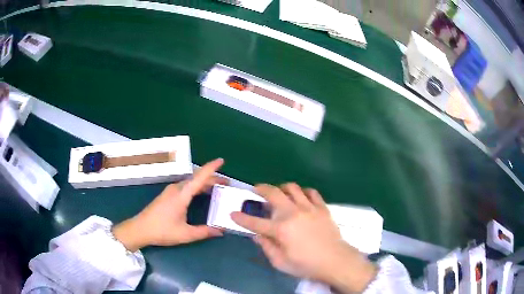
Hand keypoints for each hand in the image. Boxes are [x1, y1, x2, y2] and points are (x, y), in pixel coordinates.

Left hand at [112, 158, 227, 251]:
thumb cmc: (162, 231)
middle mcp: (176, 189)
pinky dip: (196, 187)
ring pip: (191, 182)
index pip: (199, 178)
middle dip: (212, 179)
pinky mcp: (167, 195)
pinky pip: (185, 186)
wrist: (140, 229)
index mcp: (181, 195)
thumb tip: (220, 230)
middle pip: (196, 179)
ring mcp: (170, 191)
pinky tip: (201, 194)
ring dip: (204, 183)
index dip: (211, 168)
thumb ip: (204, 231)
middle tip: (226, 184)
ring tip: (217, 189)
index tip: (221, 160)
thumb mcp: (185, 234)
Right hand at [231, 183, 376, 292]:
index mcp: (280, 229)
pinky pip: (311, 192)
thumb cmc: (306, 265)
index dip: (241, 218)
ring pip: (292, 188)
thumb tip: (257, 235)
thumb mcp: (281, 263)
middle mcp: (293, 214)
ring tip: (279, 193)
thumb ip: (267, 247)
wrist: (335, 260)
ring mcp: (309, 208)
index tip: (232, 214)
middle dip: (261, 188)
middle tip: (256, 189)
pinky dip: (303, 192)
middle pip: (273, 193)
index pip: (255, 222)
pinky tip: (301, 198)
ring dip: (282, 188)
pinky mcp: (322, 207)